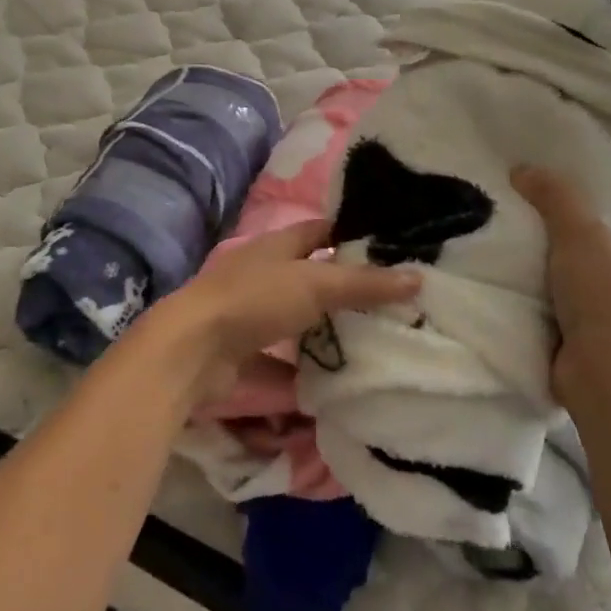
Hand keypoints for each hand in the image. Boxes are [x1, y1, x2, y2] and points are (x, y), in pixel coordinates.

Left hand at [140, 222, 419, 402]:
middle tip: (392, 300)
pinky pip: (282, 359)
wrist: (192, 349)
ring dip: (325, 328)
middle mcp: (263, 274)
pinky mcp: (243, 351)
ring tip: (373, 340)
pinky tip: (333, 380)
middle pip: (311, 275)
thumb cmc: (254, 300)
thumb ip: (364, 284)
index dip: (350, 233)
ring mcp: (251, 313)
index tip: (389, 245)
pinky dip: (303, 369)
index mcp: (277, 246)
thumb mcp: (316, 284)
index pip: (320, 230)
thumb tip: (418, 277)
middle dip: (345, 286)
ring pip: (297, 317)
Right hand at [512, 166, 610, 404]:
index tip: (555, 179)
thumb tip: (523, 169)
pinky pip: (555, 296)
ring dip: (543, 256)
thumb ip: (554, 194)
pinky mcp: (585, 329)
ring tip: (503, 231)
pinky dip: (534, 286)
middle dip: (560, 222)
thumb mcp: (580, 231)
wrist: (604, 375)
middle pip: (594, 234)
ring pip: (571, 266)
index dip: (595, 190)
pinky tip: (504, 271)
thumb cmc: (605, 297)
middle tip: (519, 201)